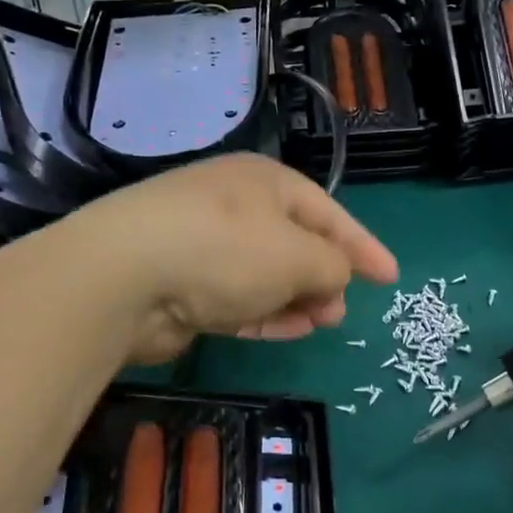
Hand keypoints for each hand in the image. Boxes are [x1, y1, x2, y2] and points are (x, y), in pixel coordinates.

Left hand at [72, 154, 398, 363]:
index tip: (390, 276)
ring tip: (323, 322)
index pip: (328, 213)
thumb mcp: (298, 255)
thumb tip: (333, 278)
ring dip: (298, 297)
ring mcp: (206, 245)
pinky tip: (290, 329)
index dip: (363, 245)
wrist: (123, 277)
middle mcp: (236, 207)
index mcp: (266, 182)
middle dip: (325, 276)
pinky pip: (239, 298)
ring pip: (267, 273)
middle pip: (295, 241)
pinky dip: (266, 312)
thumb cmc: (226, 249)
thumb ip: (332, 266)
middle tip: (341, 310)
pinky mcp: (184, 284)